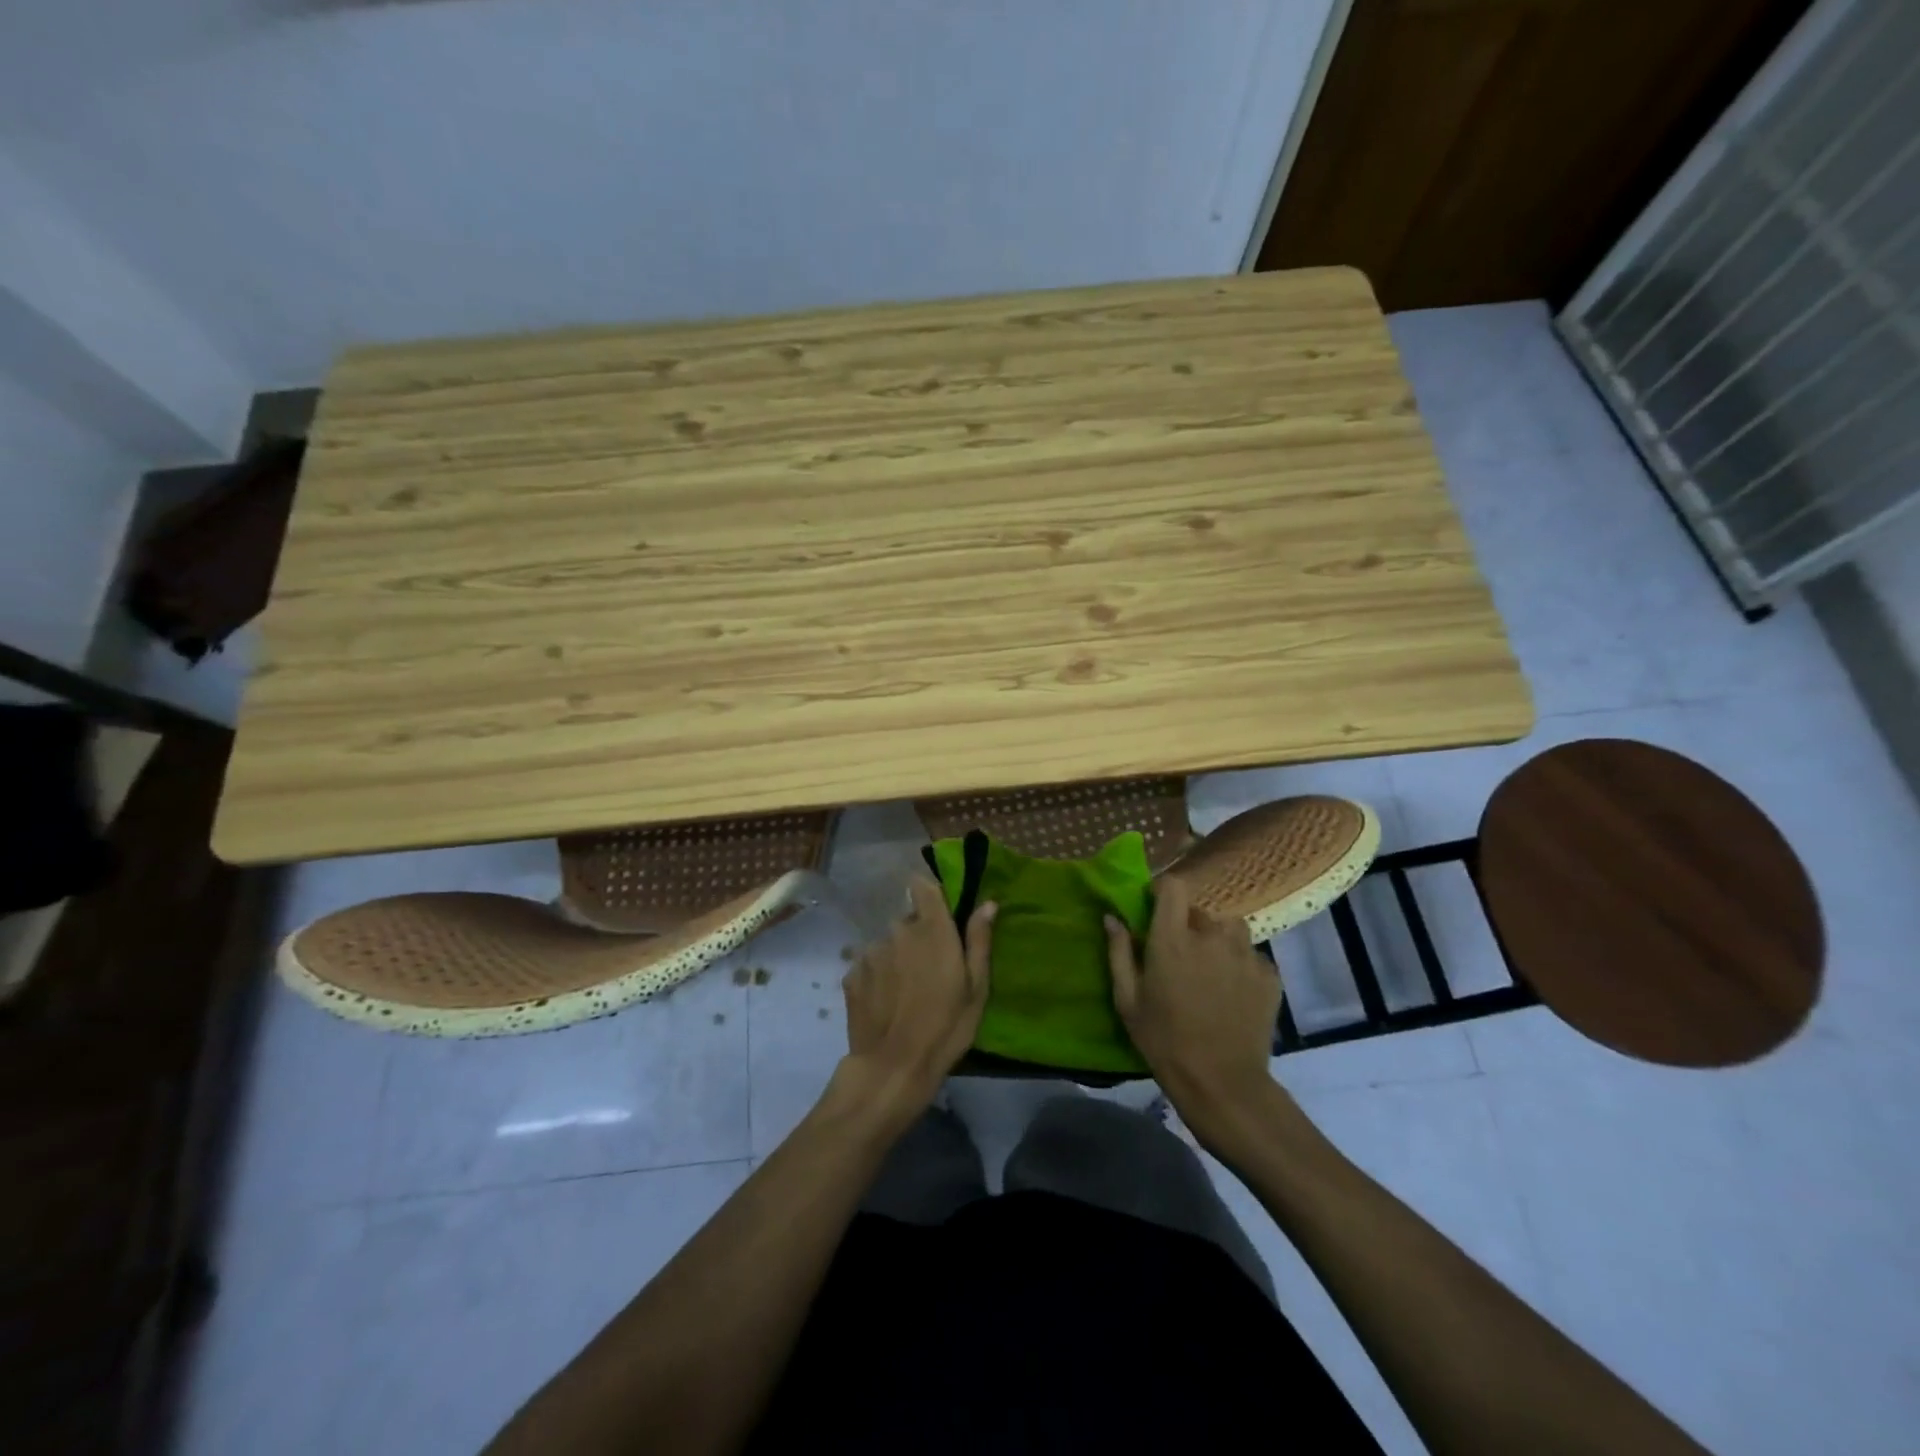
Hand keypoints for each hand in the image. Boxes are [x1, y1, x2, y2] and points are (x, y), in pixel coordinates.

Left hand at [839, 878, 995, 1114]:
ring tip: (904, 991)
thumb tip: (987, 904)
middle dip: (917, 936)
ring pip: (887, 944)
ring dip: (895, 957)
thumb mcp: (976, 988)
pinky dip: (877, 977)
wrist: (892, 1068)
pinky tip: (885, 1003)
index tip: (939, 912)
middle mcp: (897, 930)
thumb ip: (978, 941)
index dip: (929, 894)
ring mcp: (870, 952)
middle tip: (928, 969)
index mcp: (931, 929)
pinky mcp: (851, 974)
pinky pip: (868, 965)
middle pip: (907, 921)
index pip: (923, 886)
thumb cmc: (945, 1027)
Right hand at [1106, 876, 1284, 1141]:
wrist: (1222, 1084)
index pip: (1173, 886)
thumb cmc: (1164, 1041)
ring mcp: (1245, 954)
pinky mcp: (1269, 975)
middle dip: (1189, 925)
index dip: (1164, 891)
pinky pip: (1251, 955)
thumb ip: (1119, 952)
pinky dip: (1240, 965)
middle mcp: (1212, 936)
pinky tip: (1233, 992)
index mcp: (1173, 938)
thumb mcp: (1128, 1001)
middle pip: (1201, 911)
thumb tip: (1112, 917)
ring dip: (1218, 940)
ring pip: (1230, 929)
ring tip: (1210, 969)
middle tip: (1180, 955)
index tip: (1155, 908)